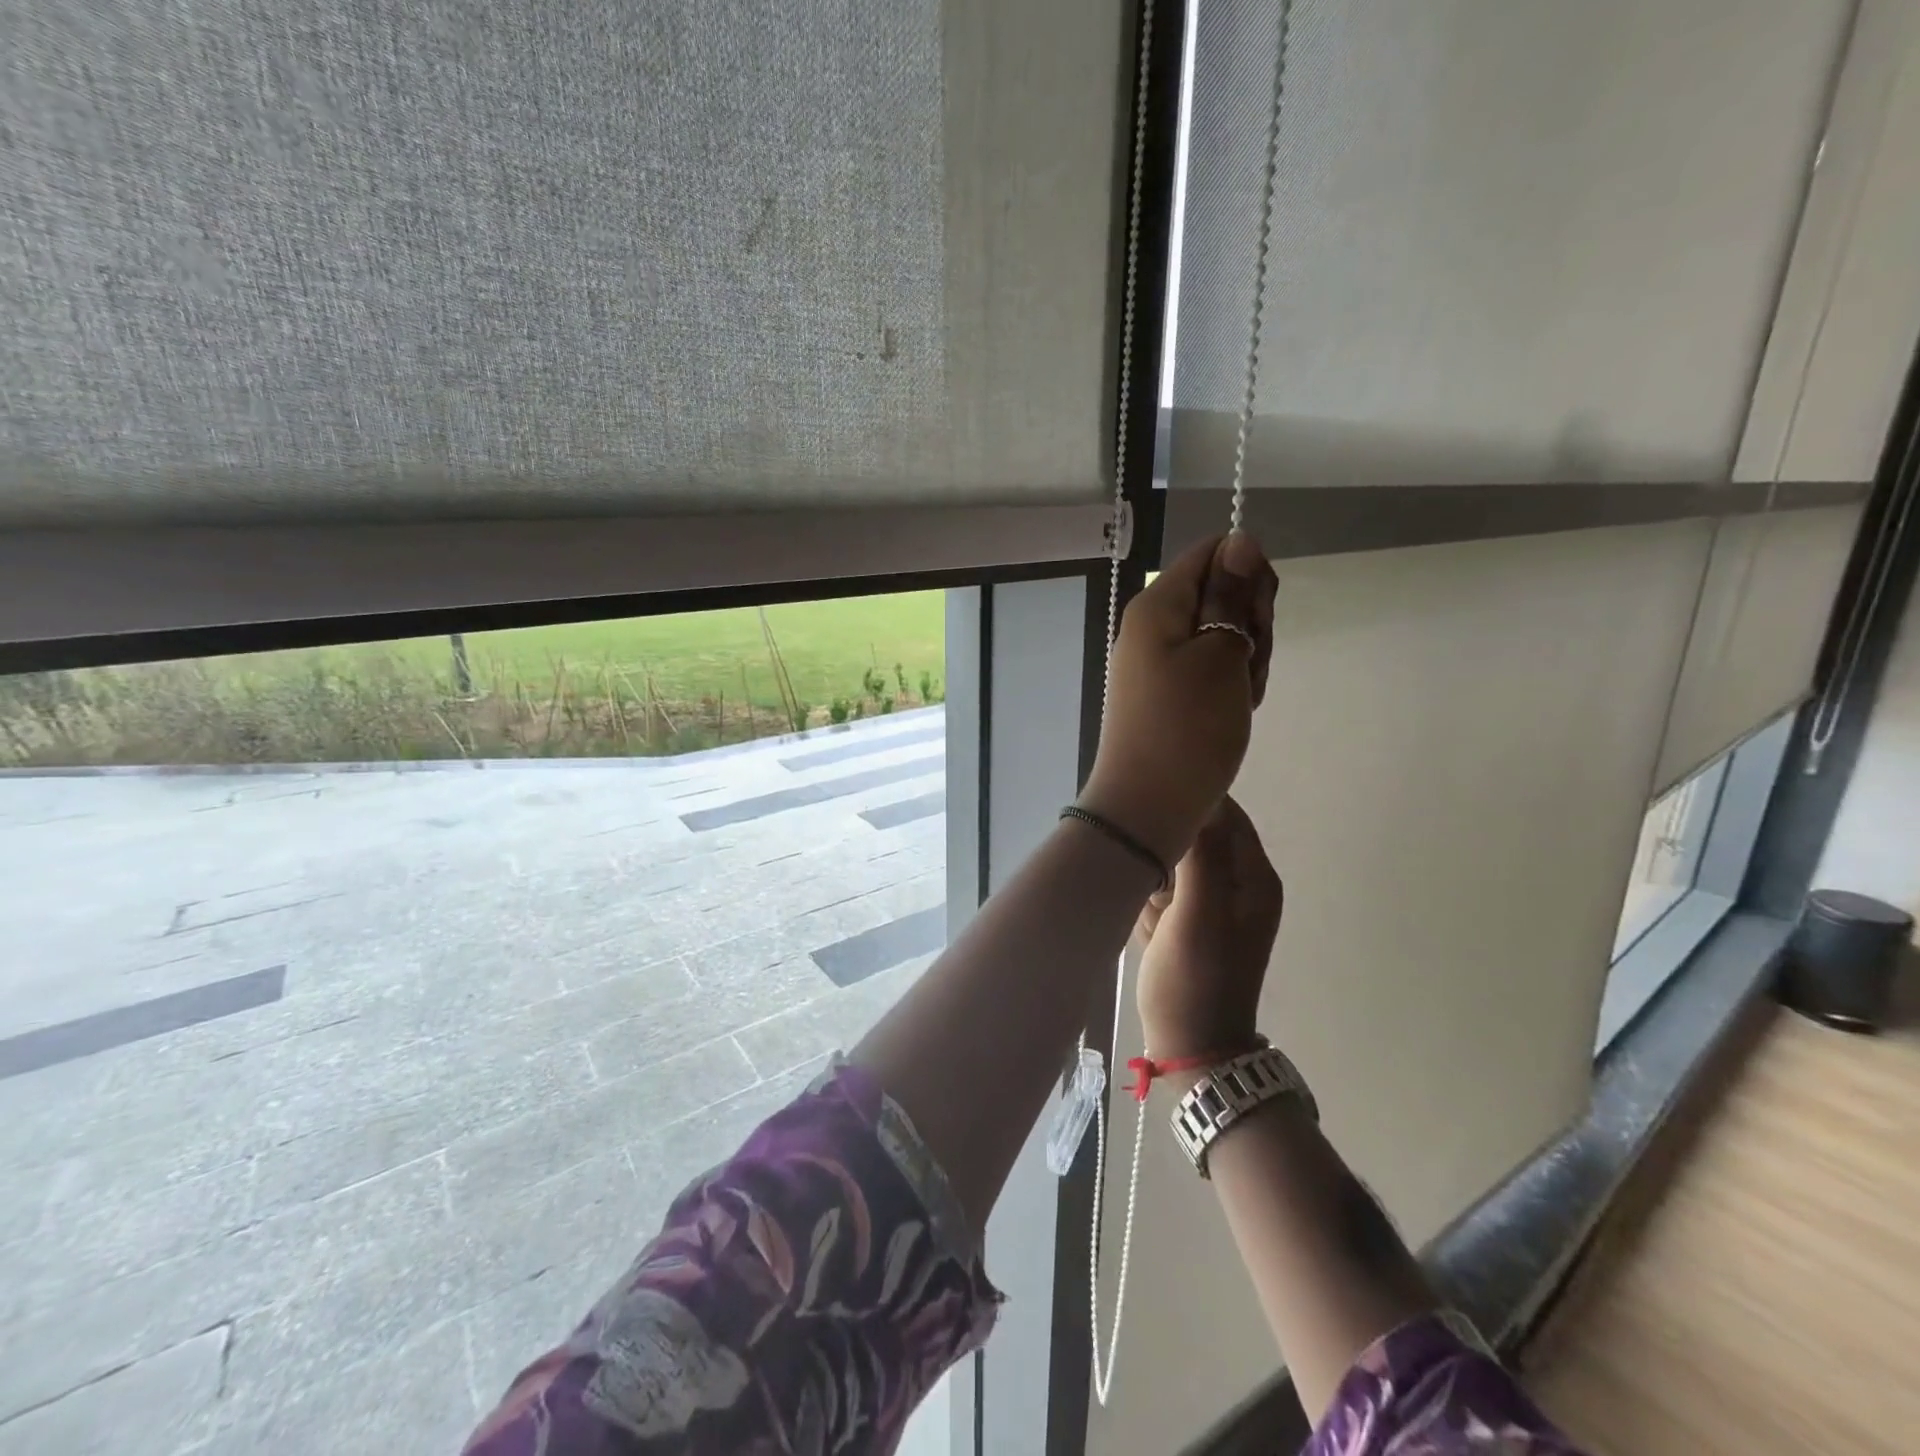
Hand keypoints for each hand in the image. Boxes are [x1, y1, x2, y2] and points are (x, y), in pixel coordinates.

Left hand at [1078, 531, 1277, 866]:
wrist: (1149, 806)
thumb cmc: (1187, 726)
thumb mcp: (1219, 653)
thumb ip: (1230, 594)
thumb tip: (1238, 539)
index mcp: (1157, 604)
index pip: (1212, 553)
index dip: (1248, 575)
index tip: (1259, 617)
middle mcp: (1151, 626)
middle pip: (1219, 595)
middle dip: (1249, 626)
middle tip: (1247, 667)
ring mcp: (1157, 663)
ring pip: (1221, 637)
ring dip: (1244, 661)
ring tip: (1239, 699)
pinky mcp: (1166, 694)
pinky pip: (1208, 671)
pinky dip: (1229, 686)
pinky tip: (1233, 713)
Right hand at [1136, 796, 1281, 1058]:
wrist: (1190, 1050)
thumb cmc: (1195, 981)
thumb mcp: (1198, 915)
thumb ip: (1202, 857)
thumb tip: (1196, 801)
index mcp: (1252, 877)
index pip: (1224, 813)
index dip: (1189, 802)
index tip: (1149, 800)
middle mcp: (1237, 884)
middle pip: (1196, 836)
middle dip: (1164, 844)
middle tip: (1138, 858)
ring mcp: (1212, 904)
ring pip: (1174, 862)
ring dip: (1152, 874)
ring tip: (1141, 898)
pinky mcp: (1189, 922)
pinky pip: (1164, 890)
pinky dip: (1149, 899)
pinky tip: (1144, 922)